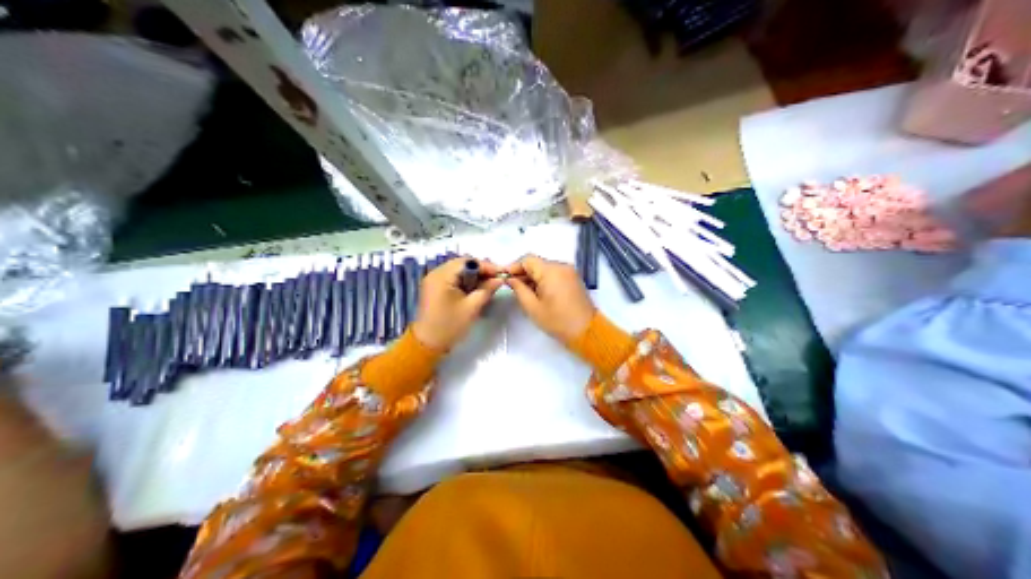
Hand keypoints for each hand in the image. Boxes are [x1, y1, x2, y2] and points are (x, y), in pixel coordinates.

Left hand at [415, 260, 505, 350]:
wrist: (427, 343)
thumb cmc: (449, 326)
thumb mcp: (472, 308)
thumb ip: (487, 290)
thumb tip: (500, 279)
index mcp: (442, 276)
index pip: (467, 262)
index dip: (486, 266)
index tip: (501, 273)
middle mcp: (435, 273)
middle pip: (462, 264)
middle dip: (480, 270)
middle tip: (496, 278)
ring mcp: (433, 280)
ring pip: (458, 270)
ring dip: (474, 275)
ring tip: (489, 283)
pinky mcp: (435, 288)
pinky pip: (453, 278)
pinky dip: (465, 281)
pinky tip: (476, 288)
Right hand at [505, 254, 591, 343]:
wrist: (587, 331)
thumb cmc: (557, 321)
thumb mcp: (533, 307)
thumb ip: (519, 289)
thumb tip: (510, 279)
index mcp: (551, 271)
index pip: (527, 259)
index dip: (513, 267)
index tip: (504, 278)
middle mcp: (561, 266)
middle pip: (537, 263)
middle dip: (523, 272)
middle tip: (512, 287)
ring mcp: (569, 271)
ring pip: (545, 268)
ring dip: (533, 277)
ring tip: (524, 292)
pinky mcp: (573, 278)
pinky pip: (554, 273)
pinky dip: (544, 279)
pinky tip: (537, 293)